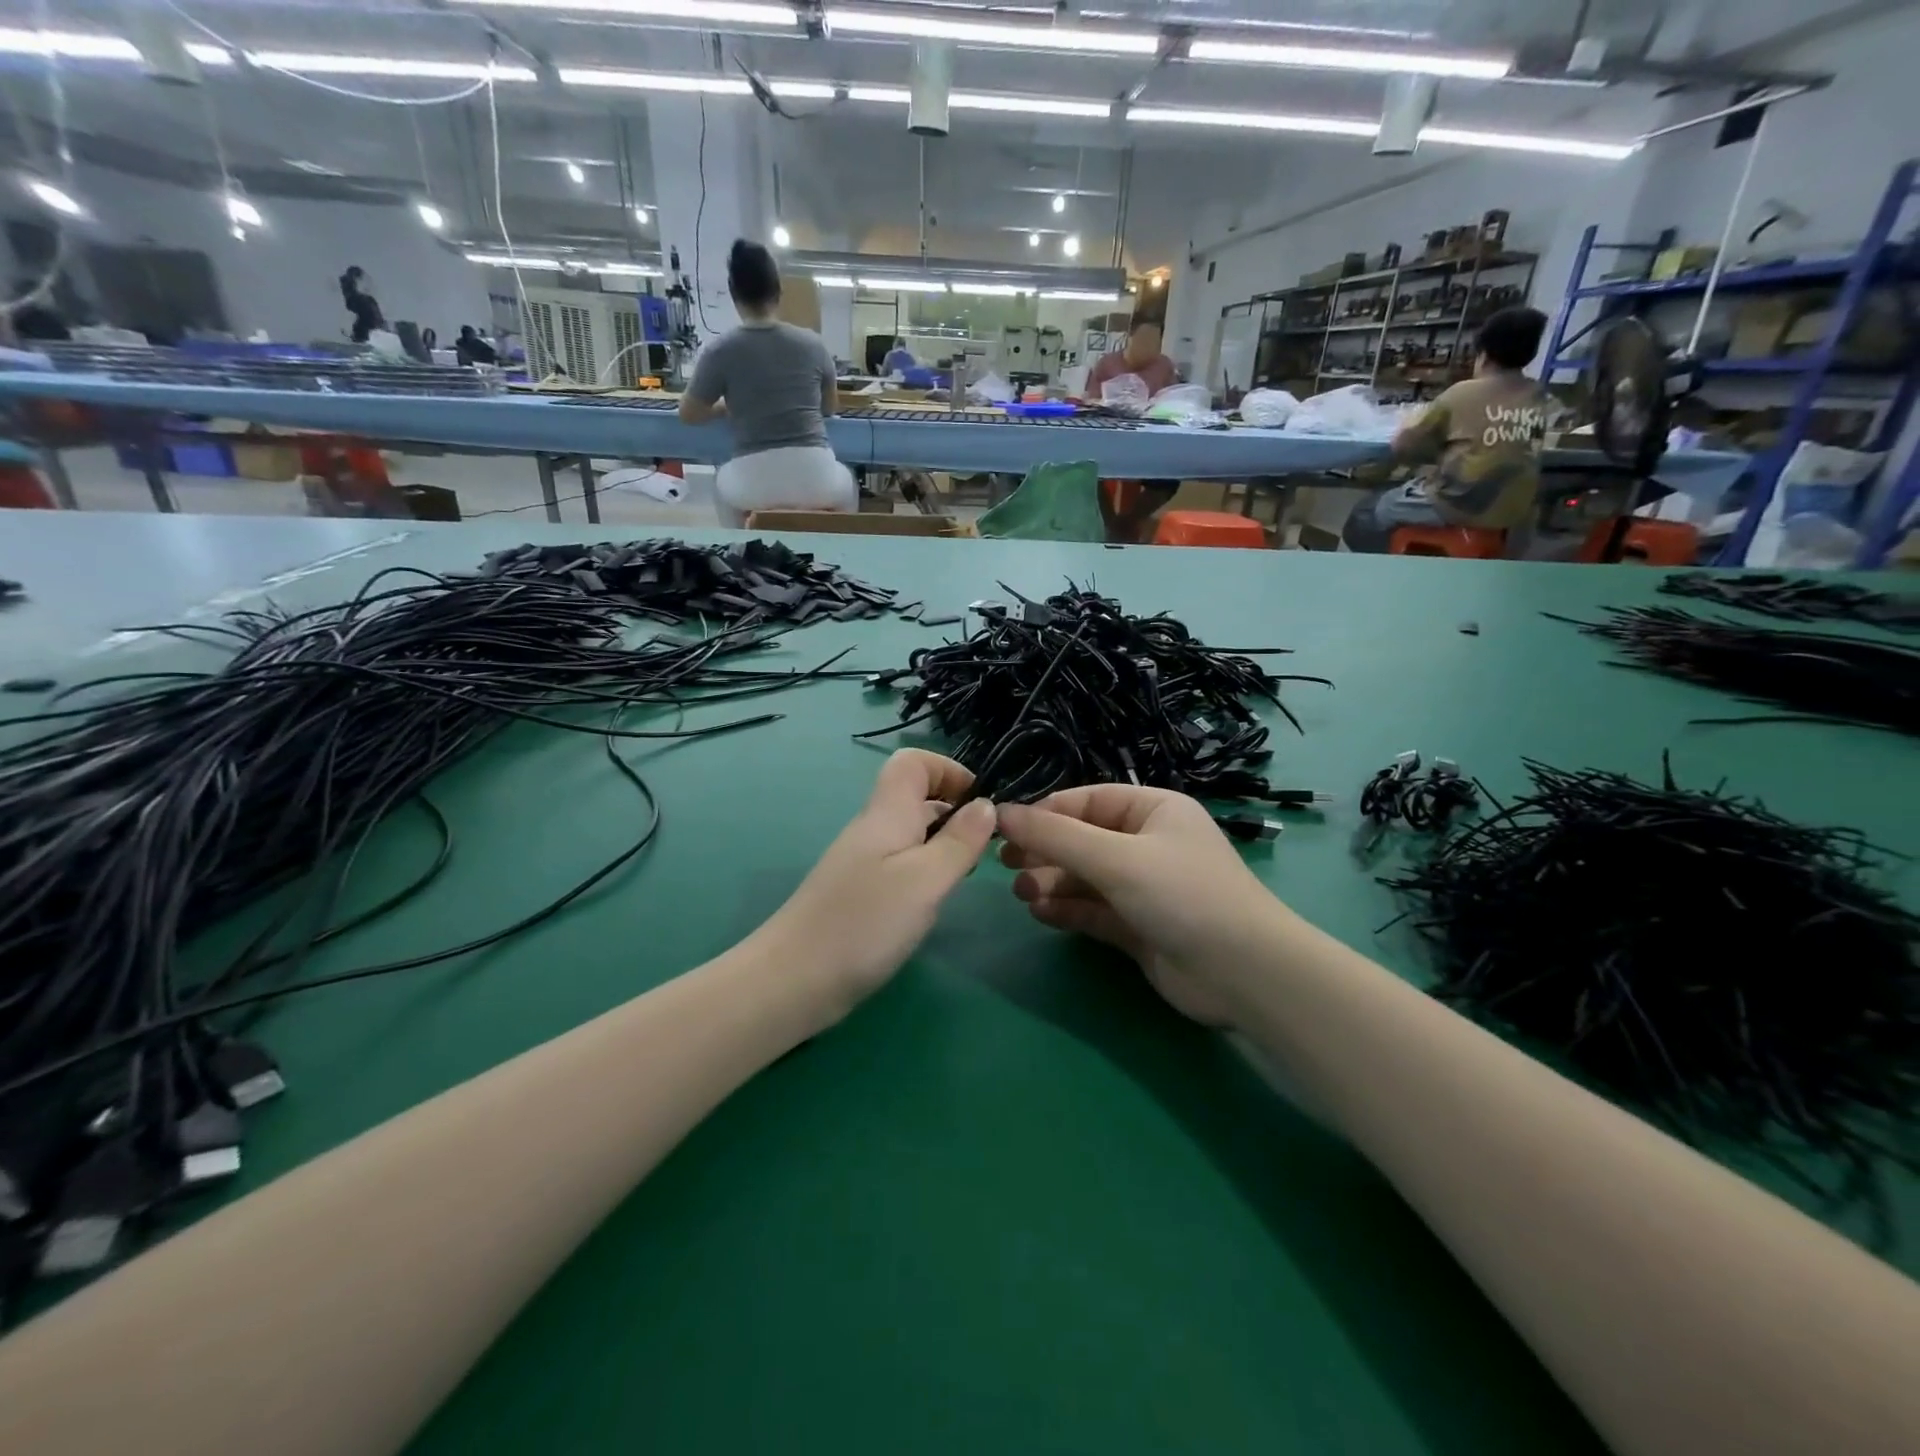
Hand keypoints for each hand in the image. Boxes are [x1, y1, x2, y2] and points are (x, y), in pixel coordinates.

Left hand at [754, 750, 995, 1020]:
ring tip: (969, 874)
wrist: (794, 980)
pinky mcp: (862, 893)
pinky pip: (902, 864)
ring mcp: (865, 862)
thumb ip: (959, 841)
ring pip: (913, 833)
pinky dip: (927, 872)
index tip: (981, 802)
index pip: (912, 761)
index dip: (949, 769)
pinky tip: (936, 901)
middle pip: (916, 796)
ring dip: (945, 843)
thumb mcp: (925, 880)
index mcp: (888, 813)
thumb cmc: (865, 923)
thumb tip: (986, 804)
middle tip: (987, 846)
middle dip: (956, 810)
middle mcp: (875, 829)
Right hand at [996, 787, 1291, 1028]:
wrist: (1243, 975)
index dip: (1045, 813)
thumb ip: (1056, 837)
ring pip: (1086, 877)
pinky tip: (1041, 913)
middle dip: (1045, 852)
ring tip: (1022, 894)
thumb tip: (1000, 812)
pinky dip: (1068, 910)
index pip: (1088, 801)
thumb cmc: (1182, 895)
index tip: (1005, 829)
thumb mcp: (1116, 858)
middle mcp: (1148, 844)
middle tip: (1005, 865)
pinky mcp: (1139, 927)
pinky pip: (1094, 910)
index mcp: (1154, 810)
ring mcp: (1144, 888)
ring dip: (1052, 883)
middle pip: (1083, 840)